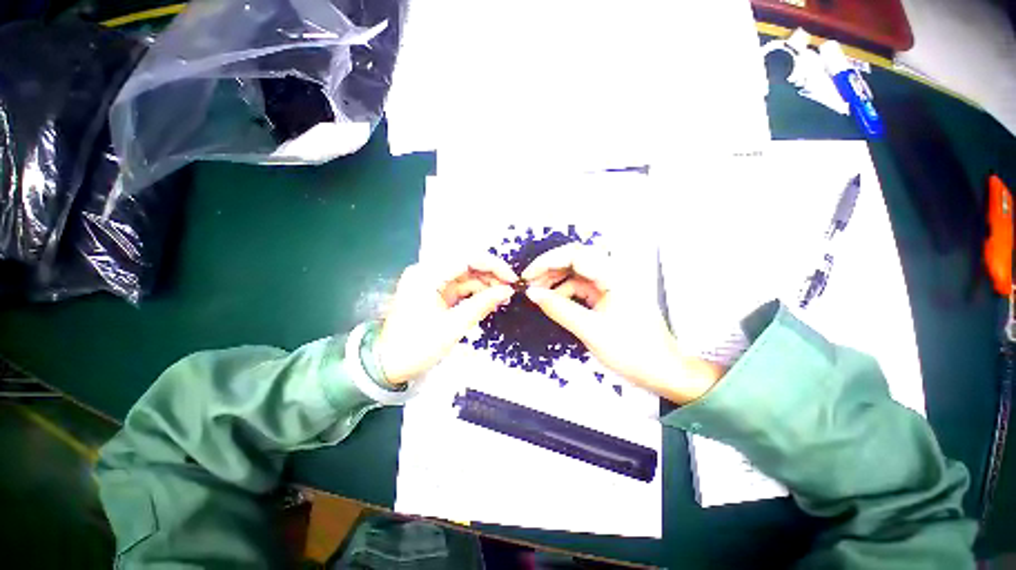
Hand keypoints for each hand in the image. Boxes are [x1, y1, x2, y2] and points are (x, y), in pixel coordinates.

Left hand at [376, 255, 517, 383]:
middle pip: (467, 264)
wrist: (388, 364)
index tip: (512, 279)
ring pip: (466, 274)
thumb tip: (507, 290)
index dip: (493, 265)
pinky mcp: (435, 291)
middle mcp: (428, 271)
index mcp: (427, 274)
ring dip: (485, 284)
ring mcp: (431, 281)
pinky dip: (476, 292)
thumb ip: (482, 304)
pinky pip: (460, 286)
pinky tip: (490, 300)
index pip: (466, 258)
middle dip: (491, 275)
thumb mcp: (453, 326)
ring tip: (503, 297)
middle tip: (510, 289)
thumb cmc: (417, 346)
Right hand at [522, 244, 724, 403]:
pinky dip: (566, 291)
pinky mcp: (609, 294)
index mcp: (615, 275)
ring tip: (538, 292)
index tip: (527, 276)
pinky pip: (582, 286)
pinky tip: (554, 300)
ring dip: (556, 279)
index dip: (547, 261)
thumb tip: (531, 293)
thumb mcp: (590, 330)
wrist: (663, 371)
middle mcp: (614, 272)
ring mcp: (612, 283)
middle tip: (529, 284)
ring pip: (577, 272)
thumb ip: (558, 308)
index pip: (575, 255)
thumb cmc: (631, 351)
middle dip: (550, 269)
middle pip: (576, 259)